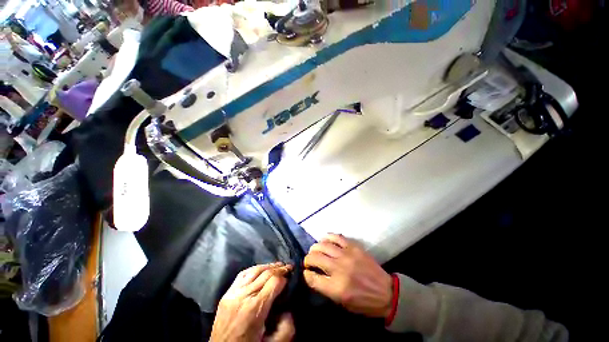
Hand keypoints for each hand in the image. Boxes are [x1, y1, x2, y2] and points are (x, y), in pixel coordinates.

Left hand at [210, 263, 294, 341]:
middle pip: (266, 273)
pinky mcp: (226, 294)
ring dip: (269, 266)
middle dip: (280, 269)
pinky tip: (261, 269)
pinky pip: (243, 274)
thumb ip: (286, 327)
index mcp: (255, 308)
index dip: (284, 277)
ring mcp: (233, 293)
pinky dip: (255, 269)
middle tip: (289, 267)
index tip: (291, 277)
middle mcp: (244, 296)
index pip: (274, 282)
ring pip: (255, 270)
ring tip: (278, 266)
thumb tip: (288, 309)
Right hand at [303, 234, 392, 318]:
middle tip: (309, 261)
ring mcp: (346, 255)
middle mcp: (339, 269)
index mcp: (336, 288)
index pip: (312, 278)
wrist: (386, 293)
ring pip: (323, 245)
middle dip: (308, 259)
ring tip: (315, 250)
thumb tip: (314, 275)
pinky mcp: (353, 246)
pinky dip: (328, 237)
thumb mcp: (342, 303)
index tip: (306, 272)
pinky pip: (336, 237)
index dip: (306, 274)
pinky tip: (325, 240)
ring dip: (315, 247)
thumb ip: (326, 288)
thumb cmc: (363, 303)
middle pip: (315, 258)